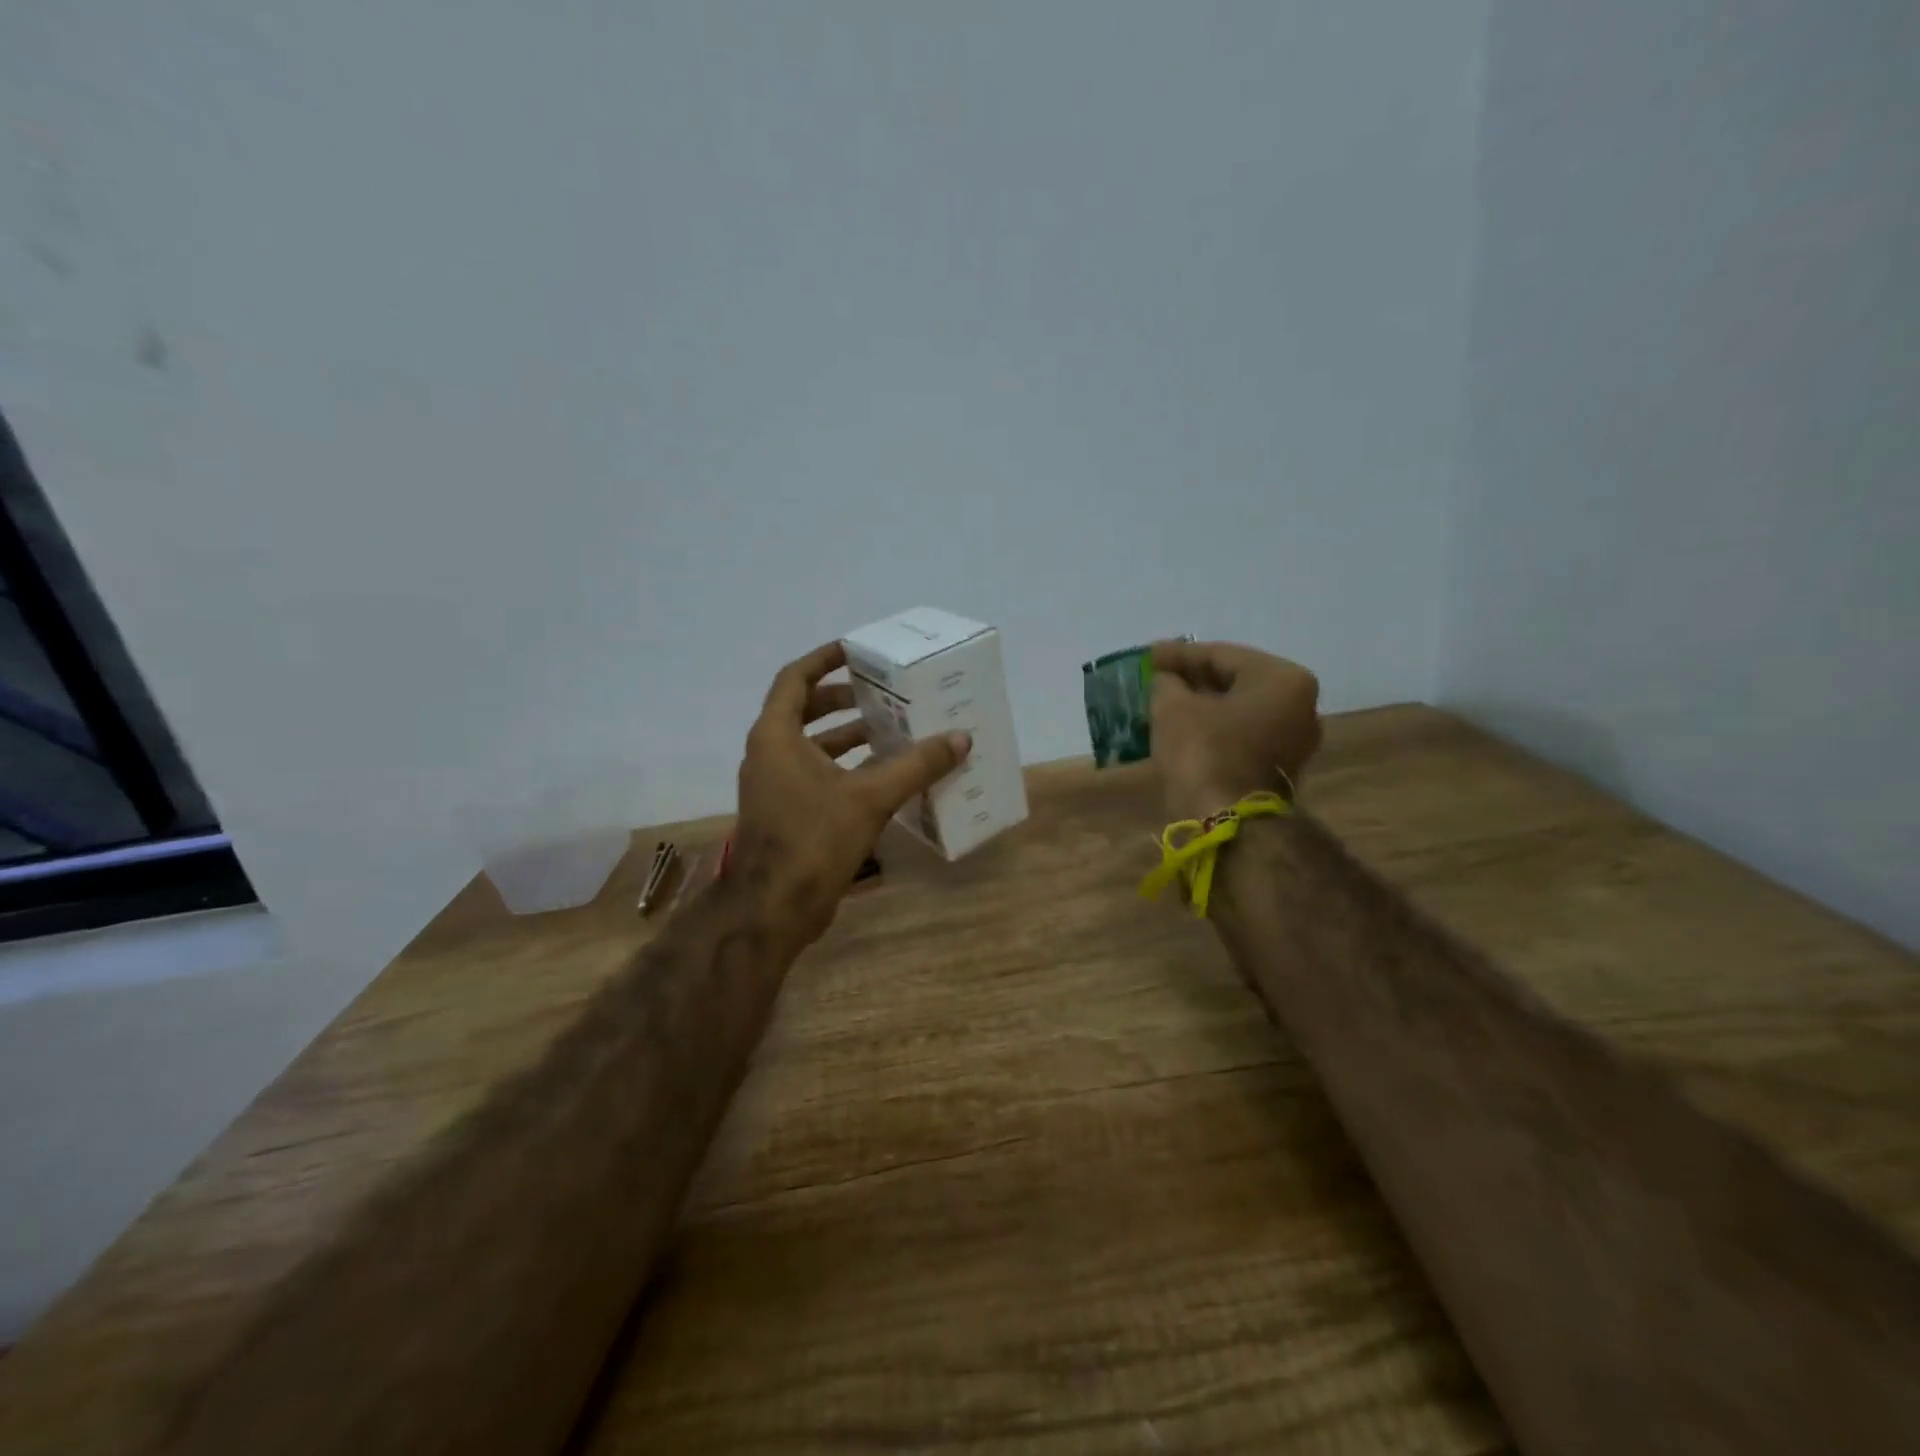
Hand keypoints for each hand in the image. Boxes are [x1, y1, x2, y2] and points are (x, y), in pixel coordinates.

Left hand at [733, 642, 970, 949]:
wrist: (773, 908)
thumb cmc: (813, 839)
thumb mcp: (870, 797)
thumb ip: (916, 765)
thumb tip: (960, 739)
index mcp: (776, 736)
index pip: (794, 678)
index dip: (824, 660)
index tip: (855, 651)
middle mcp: (768, 754)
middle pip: (802, 710)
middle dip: (841, 699)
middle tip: (881, 694)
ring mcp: (774, 786)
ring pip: (810, 746)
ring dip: (846, 735)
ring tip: (889, 730)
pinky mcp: (785, 813)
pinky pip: (815, 774)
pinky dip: (844, 767)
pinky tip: (881, 776)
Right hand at [1149, 640, 1321, 822]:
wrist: (1228, 824)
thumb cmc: (1203, 753)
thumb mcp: (1173, 708)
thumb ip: (1167, 683)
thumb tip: (1166, 680)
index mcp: (1282, 679)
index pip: (1222, 655)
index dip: (1179, 654)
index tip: (1148, 655)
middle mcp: (1300, 704)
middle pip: (1236, 681)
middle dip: (1194, 679)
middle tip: (1157, 676)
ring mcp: (1296, 739)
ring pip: (1239, 709)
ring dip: (1203, 704)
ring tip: (1166, 700)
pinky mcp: (1282, 768)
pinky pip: (1243, 733)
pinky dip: (1214, 726)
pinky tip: (1184, 726)